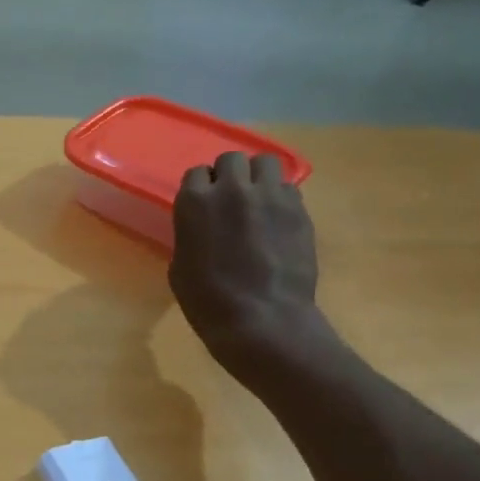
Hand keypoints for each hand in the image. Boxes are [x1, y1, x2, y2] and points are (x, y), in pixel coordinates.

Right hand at [169, 152, 324, 379]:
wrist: (261, 320)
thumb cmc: (208, 302)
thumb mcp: (181, 268)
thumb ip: (191, 236)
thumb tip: (203, 229)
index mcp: (194, 203)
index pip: (196, 173)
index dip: (201, 189)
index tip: (204, 206)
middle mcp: (232, 189)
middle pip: (231, 160)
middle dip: (229, 175)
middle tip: (231, 200)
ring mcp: (269, 196)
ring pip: (265, 162)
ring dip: (258, 177)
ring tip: (258, 200)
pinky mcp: (298, 209)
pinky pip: (288, 188)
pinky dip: (280, 198)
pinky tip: (277, 220)